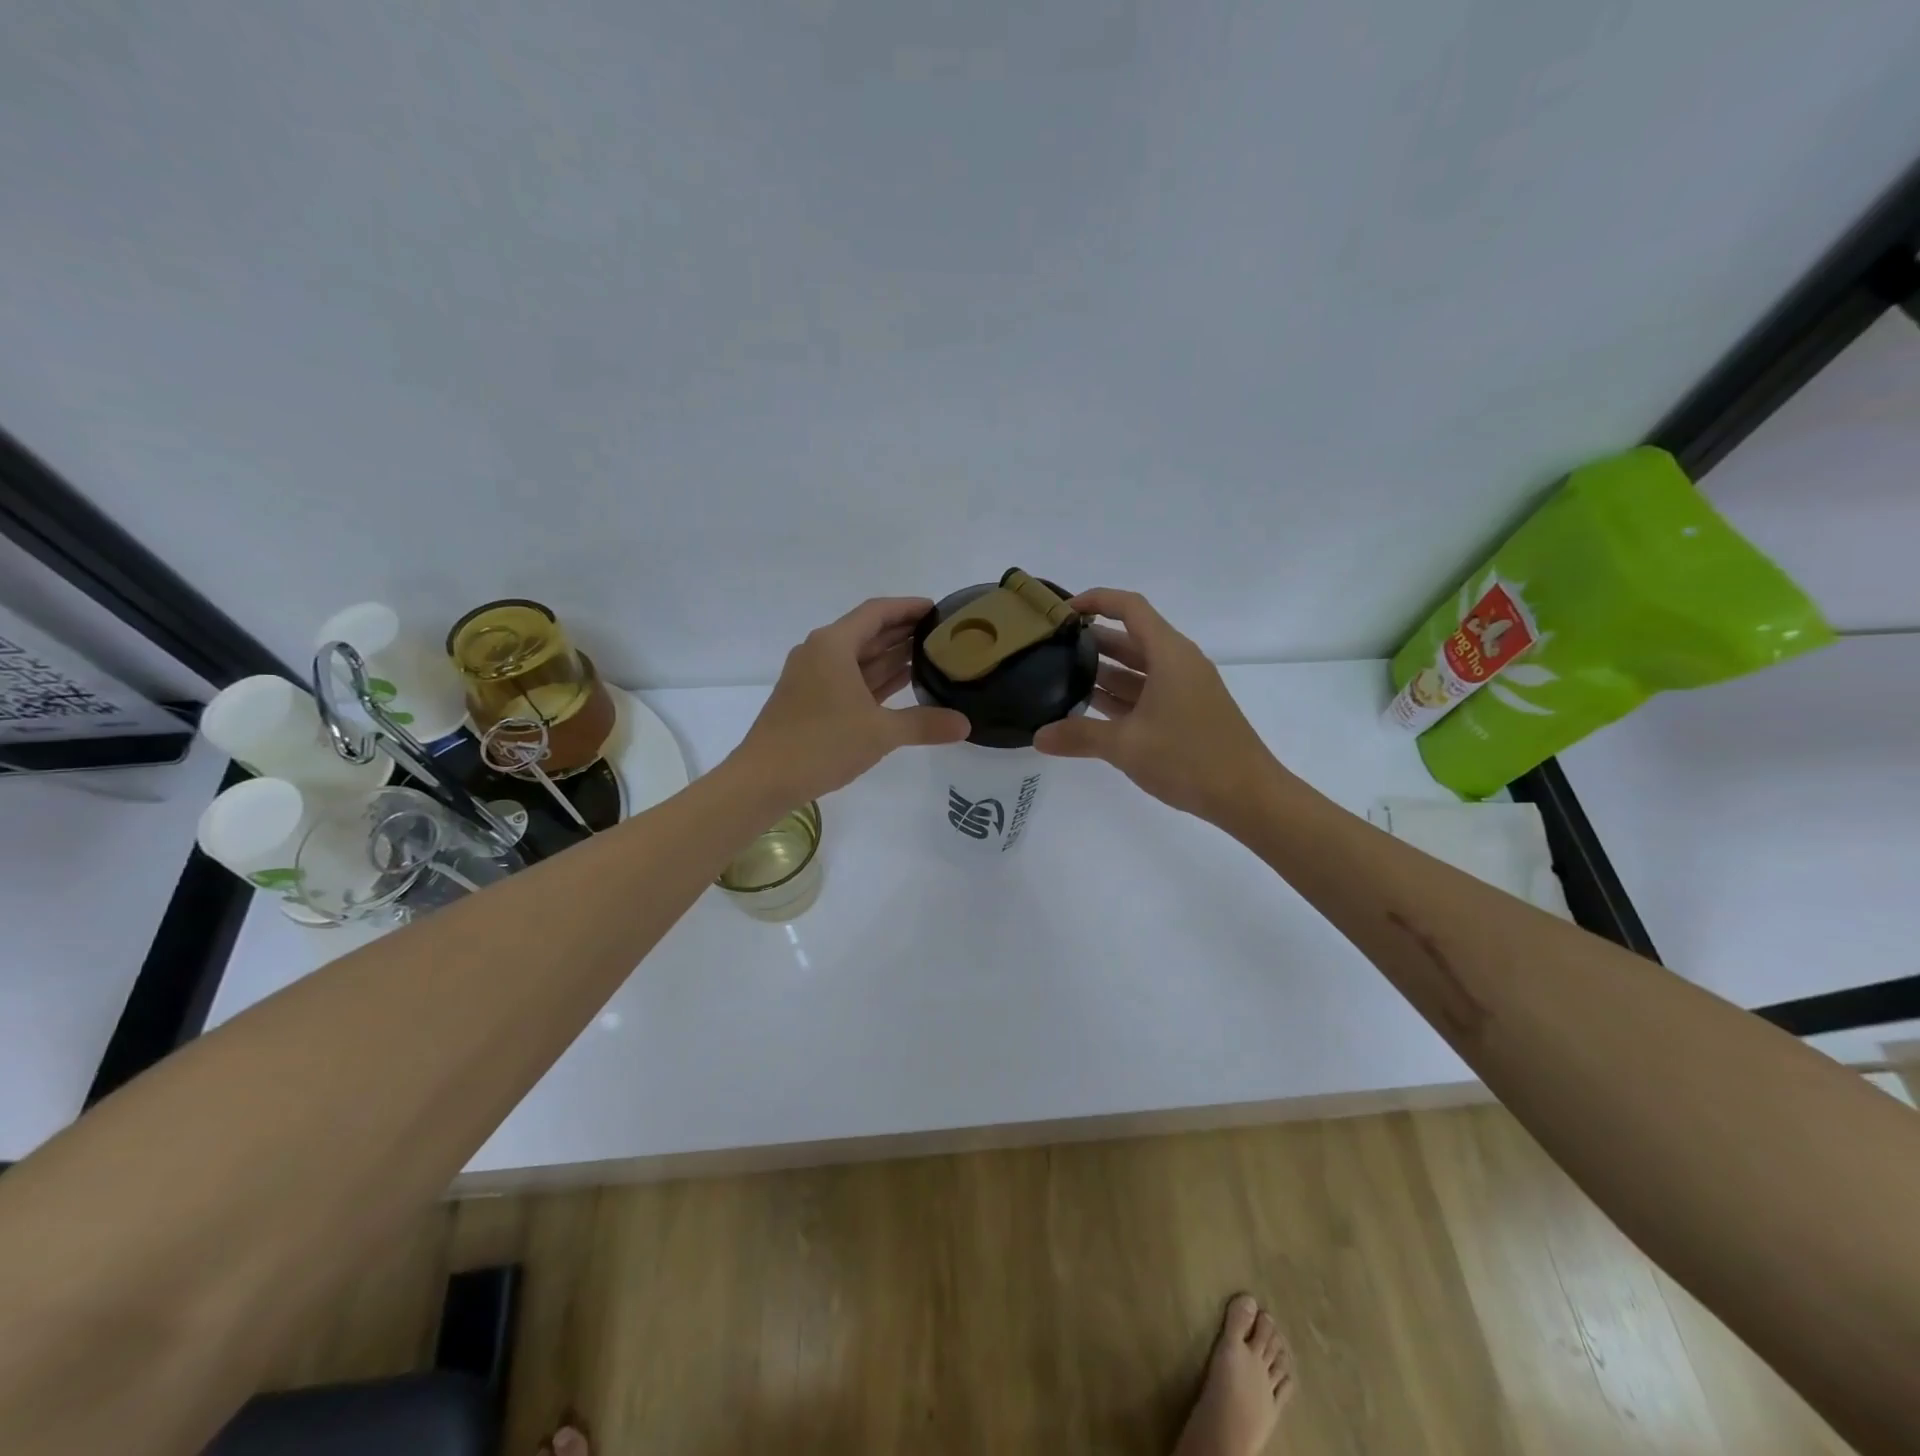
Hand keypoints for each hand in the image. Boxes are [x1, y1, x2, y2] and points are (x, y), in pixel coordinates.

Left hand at [732, 597, 969, 804]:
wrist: (763, 779)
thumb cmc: (821, 744)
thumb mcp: (879, 732)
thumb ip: (924, 724)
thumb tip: (965, 724)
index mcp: (833, 645)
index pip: (877, 612)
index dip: (909, 608)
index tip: (939, 609)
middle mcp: (820, 653)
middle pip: (868, 632)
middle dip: (904, 633)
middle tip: (943, 636)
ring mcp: (813, 678)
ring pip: (859, 659)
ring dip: (891, 658)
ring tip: (931, 658)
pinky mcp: (810, 701)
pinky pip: (850, 680)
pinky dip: (875, 680)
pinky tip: (902, 687)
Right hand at [1034, 589, 1282, 824]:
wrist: (1248, 795)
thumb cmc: (1189, 758)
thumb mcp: (1126, 746)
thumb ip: (1079, 736)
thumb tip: (1038, 737)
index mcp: (1169, 655)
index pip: (1130, 608)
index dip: (1096, 601)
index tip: (1063, 613)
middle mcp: (1178, 664)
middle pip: (1131, 638)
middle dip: (1092, 641)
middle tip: (1051, 649)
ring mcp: (1184, 689)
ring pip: (1138, 669)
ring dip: (1104, 671)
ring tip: (1061, 678)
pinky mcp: (1187, 712)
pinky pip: (1147, 692)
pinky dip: (1120, 696)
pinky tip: (1091, 709)